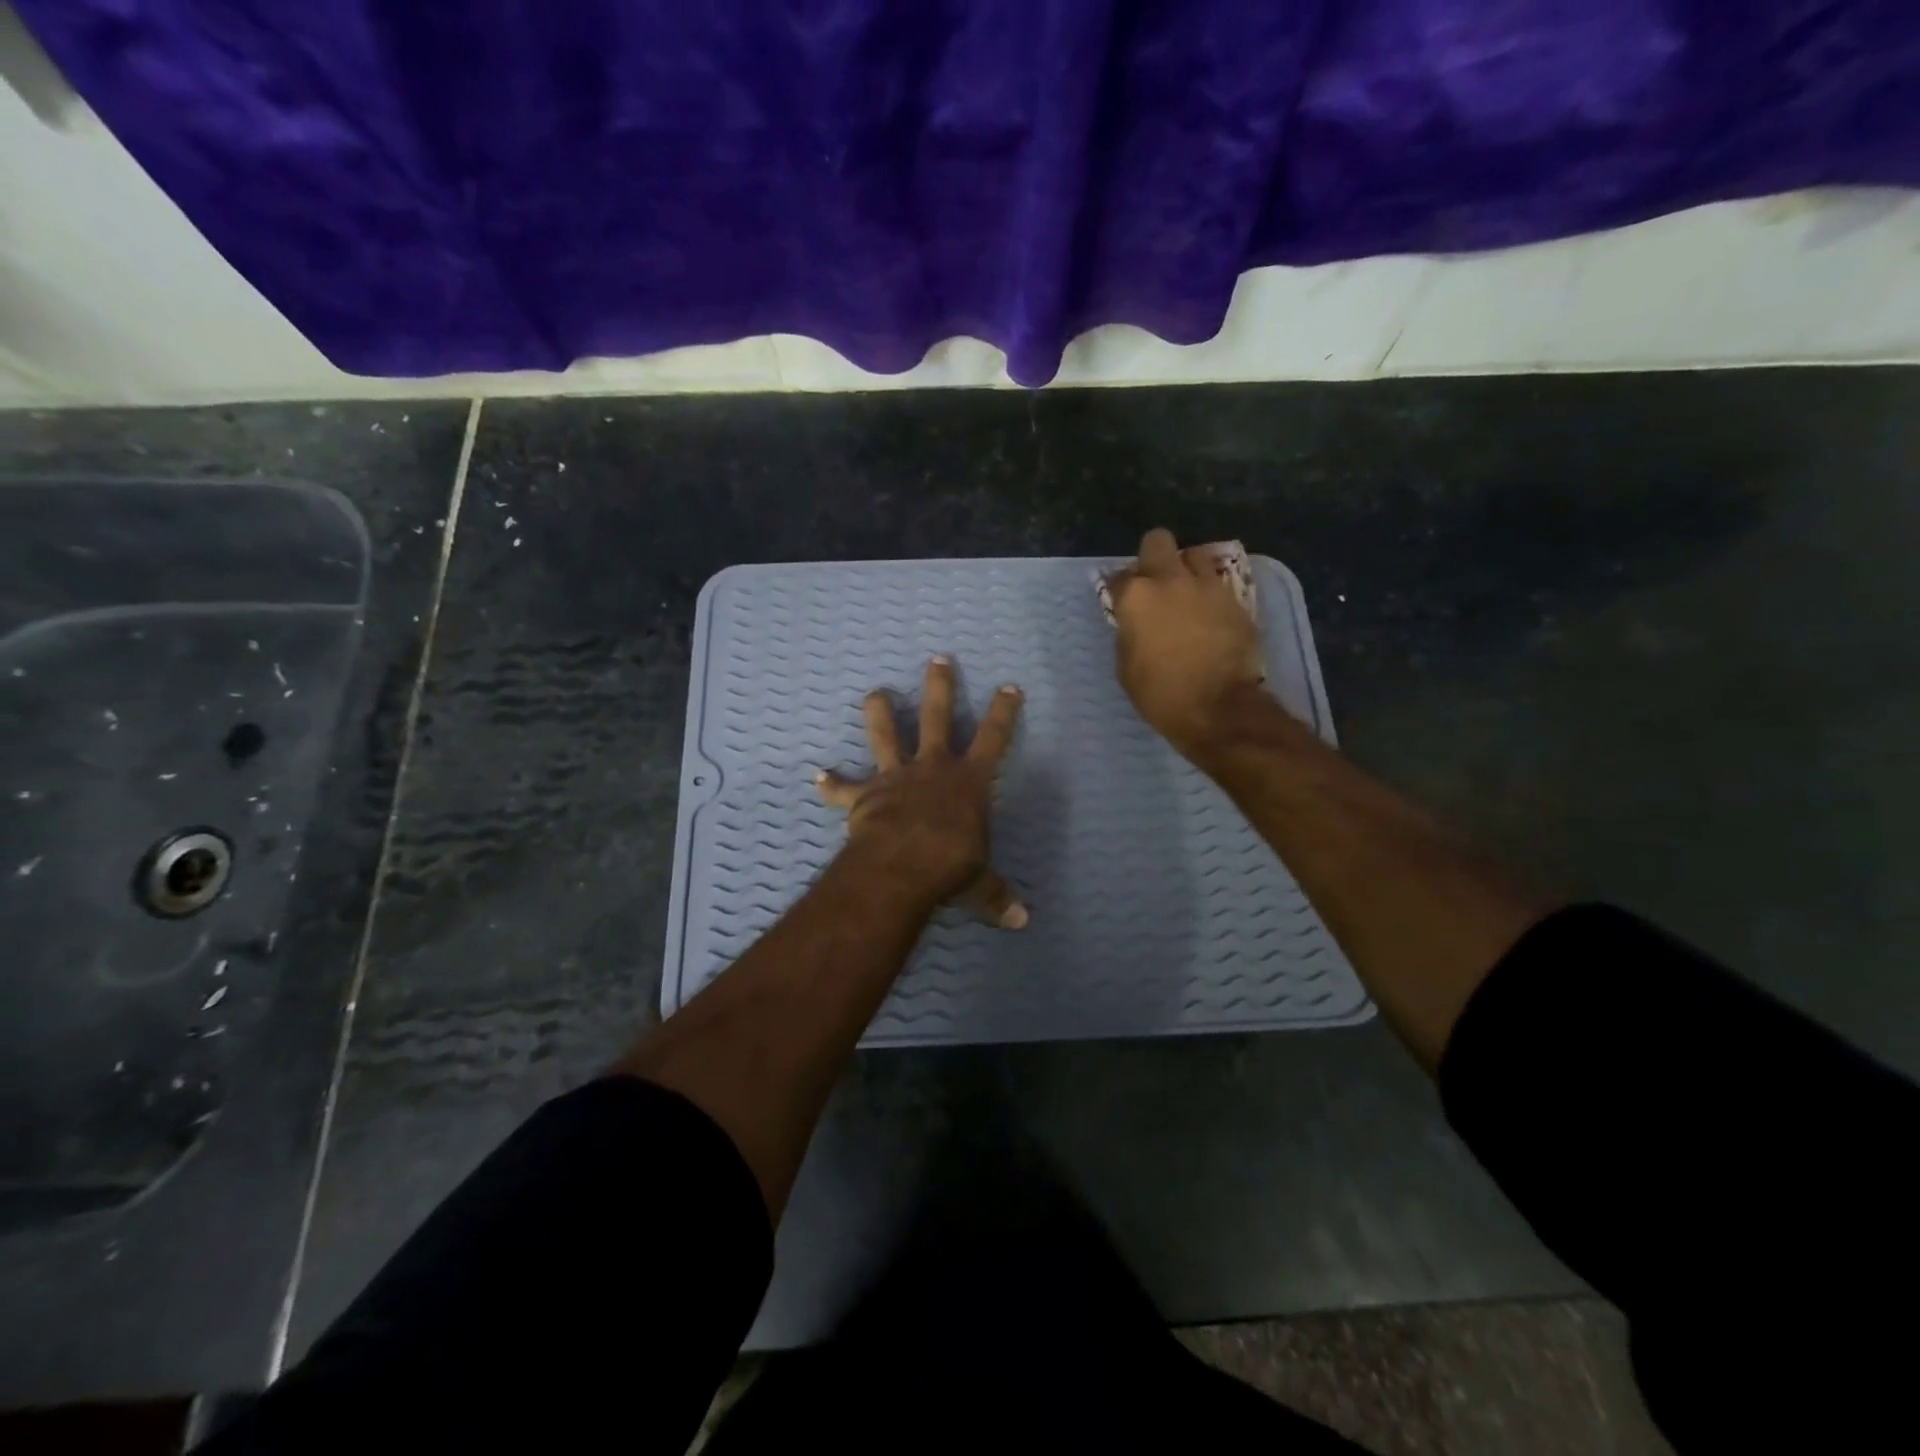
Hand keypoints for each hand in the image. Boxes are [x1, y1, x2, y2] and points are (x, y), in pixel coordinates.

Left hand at [816, 656, 1028, 927]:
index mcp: (969, 781)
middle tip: (937, 659)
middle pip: (937, 716)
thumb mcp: (979, 881)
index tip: (1009, 686)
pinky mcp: (865, 796)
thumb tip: (1021, 922)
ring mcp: (896, 777)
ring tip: (875, 692)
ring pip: (886, 734)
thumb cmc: (950, 865)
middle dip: (940, 686)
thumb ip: (996, 896)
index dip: (1003, 712)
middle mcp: (933, 768)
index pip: (994, 738)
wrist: (901, 867)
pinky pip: (844, 788)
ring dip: (880, 712)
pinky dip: (832, 784)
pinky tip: (818, 776)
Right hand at [1108, 527, 1266, 756]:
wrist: (1218, 707)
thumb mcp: (1127, 666)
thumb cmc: (1160, 693)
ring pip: (1195, 556)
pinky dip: (1210, 594)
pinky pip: (1218, 584)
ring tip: (1187, 594)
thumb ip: (1128, 633)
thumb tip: (1134, 623)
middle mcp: (1171, 580)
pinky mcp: (1236, 599)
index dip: (1119, 590)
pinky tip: (1209, 616)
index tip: (1122, 604)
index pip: (1118, 577)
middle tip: (1155, 583)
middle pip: (1158, 541)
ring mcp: (1208, 586)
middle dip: (1154, 557)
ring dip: (1187, 570)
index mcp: (1137, 596)